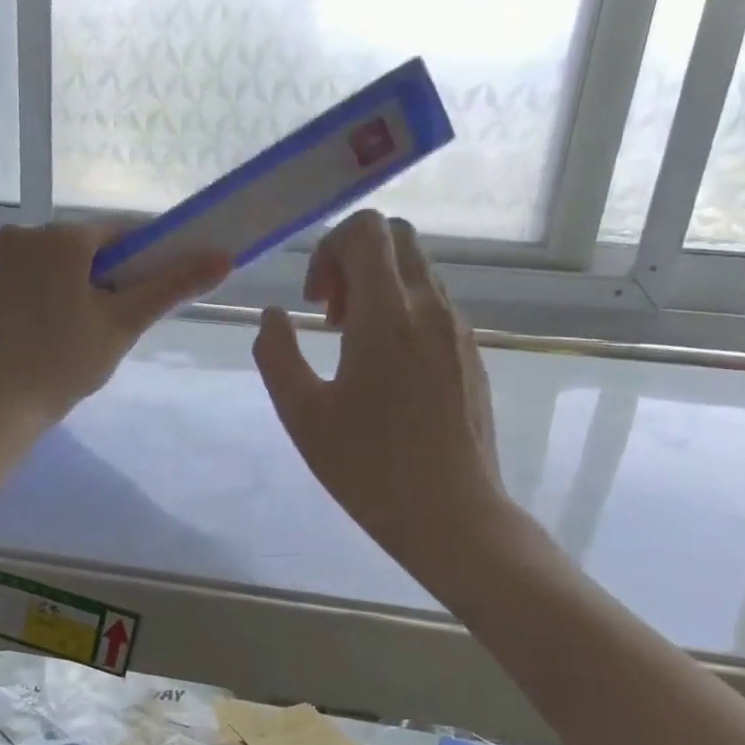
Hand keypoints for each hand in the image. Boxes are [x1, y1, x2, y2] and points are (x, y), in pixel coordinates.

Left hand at [0, 222, 230, 435]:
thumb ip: (172, 286)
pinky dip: (8, 296)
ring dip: (43, 283)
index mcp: (62, 239)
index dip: (133, 255)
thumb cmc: (63, 364)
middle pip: (66, 248)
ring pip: (27, 263)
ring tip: (50, 330)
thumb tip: (224, 255)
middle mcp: (17, 234)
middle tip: (95, 319)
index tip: (141, 282)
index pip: (113, 233)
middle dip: (85, 274)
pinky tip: (13, 330)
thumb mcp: (123, 325)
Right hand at [253, 211, 513, 578]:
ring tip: (353, 347)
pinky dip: (403, 313)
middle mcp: (430, 308)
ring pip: (418, 272)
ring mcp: (458, 331)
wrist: (452, 514)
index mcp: (387, 314)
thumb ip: (276, 354)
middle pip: (396, 239)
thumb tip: (273, 316)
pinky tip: (386, 372)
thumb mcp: (301, 414)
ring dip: (378, 289)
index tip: (315, 303)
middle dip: (354, 261)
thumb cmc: (367, 467)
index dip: (329, 249)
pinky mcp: (472, 356)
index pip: (366, 229)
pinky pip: (434, 306)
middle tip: (331, 316)